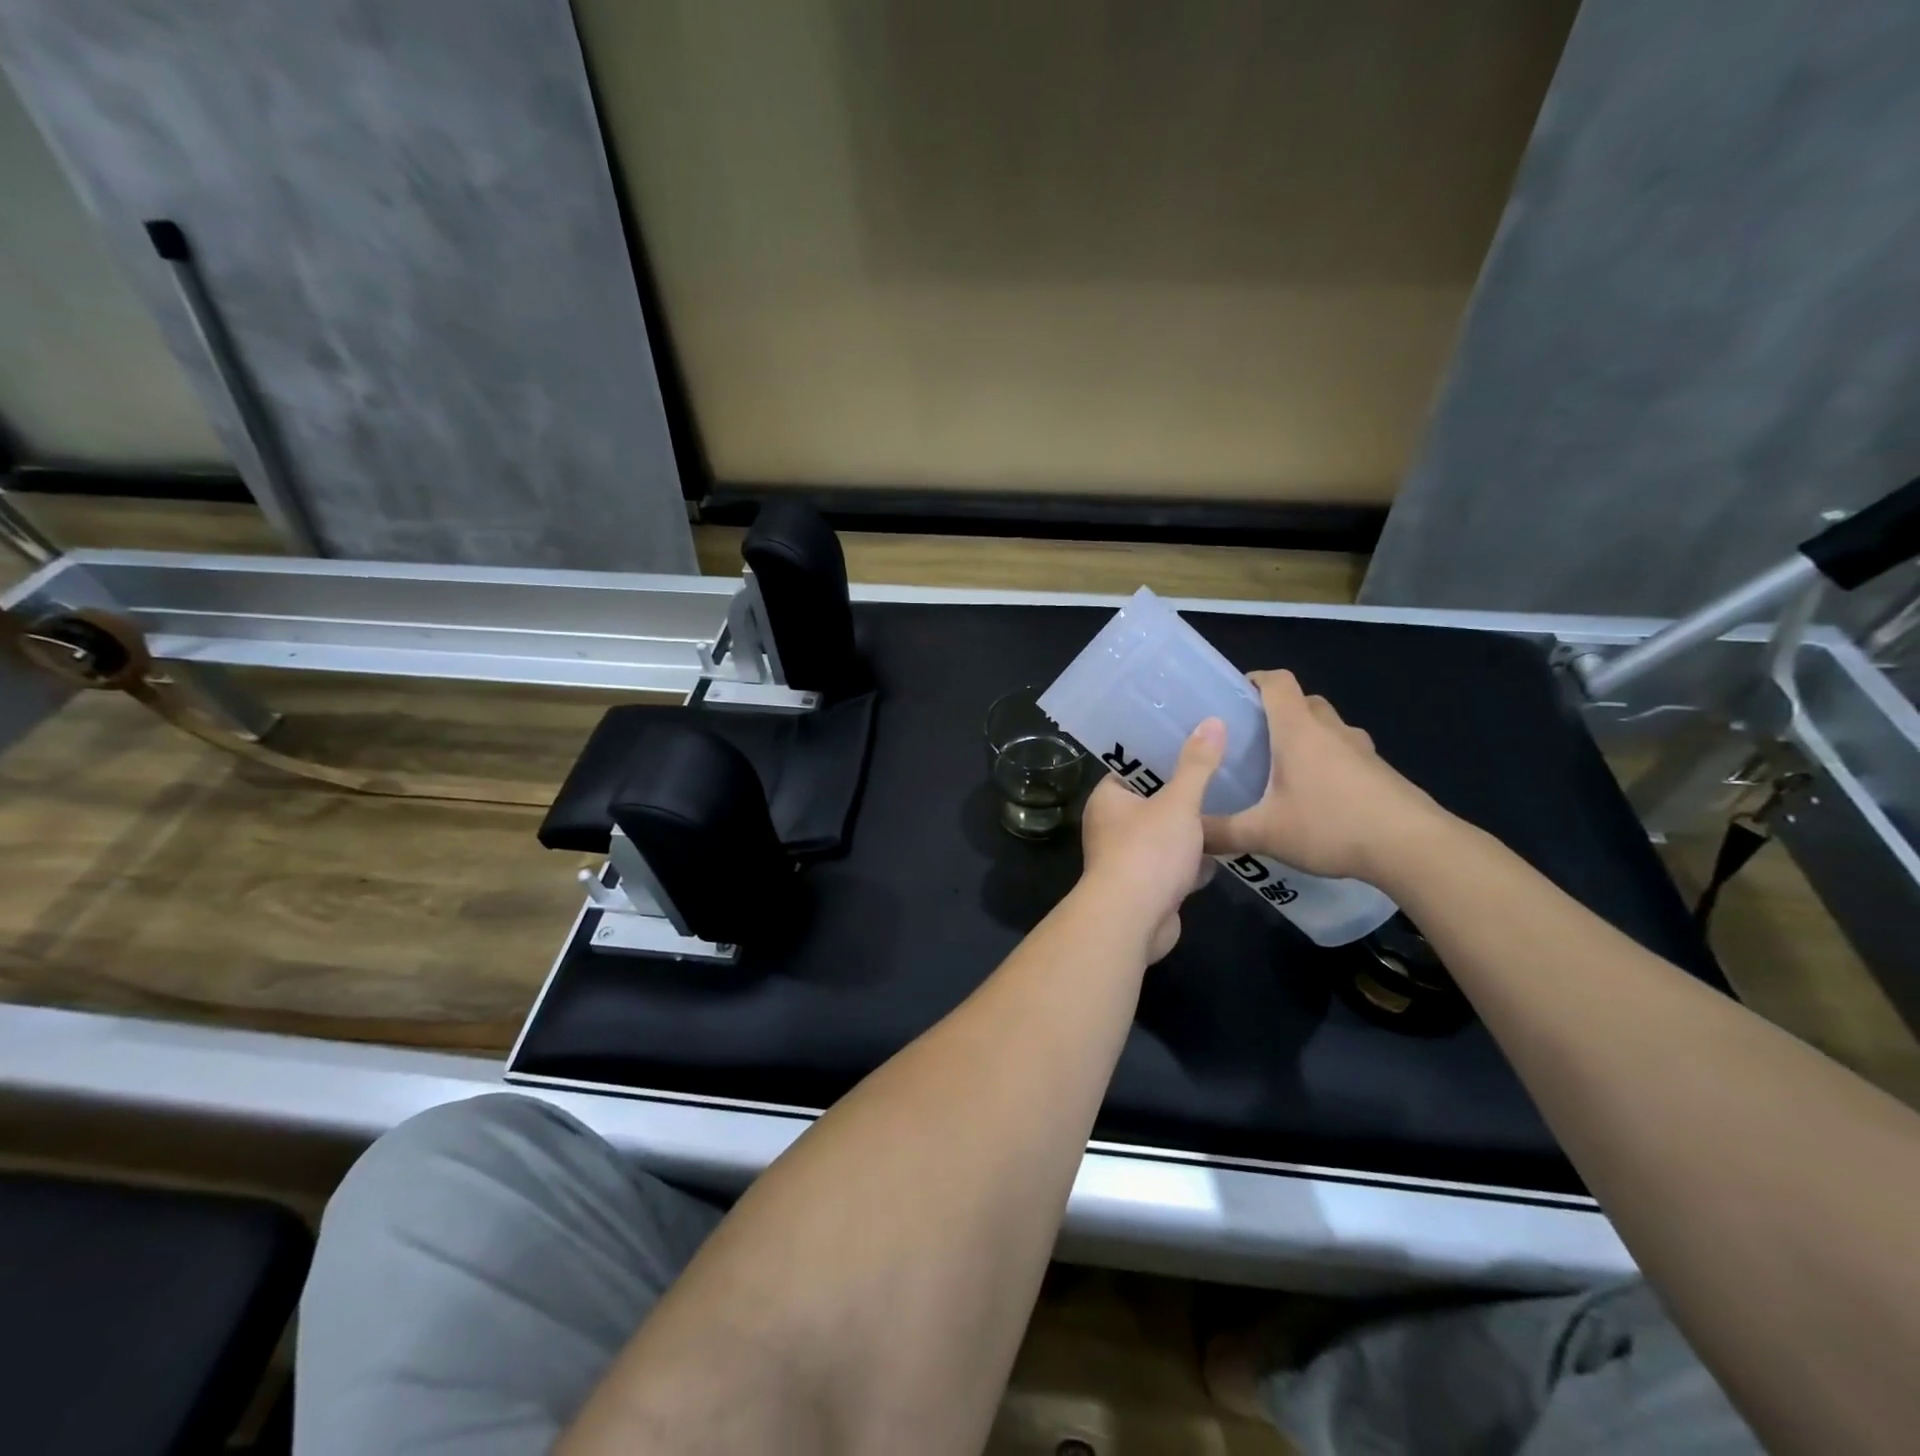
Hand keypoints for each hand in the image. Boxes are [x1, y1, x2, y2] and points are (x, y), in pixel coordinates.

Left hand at [1078, 718, 1225, 961]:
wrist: (1133, 921)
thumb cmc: (1148, 852)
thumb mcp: (1178, 802)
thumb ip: (1197, 765)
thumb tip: (1212, 721)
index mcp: (1108, 799)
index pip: (1134, 767)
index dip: (1161, 753)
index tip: (1194, 739)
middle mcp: (1111, 826)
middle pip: (1152, 801)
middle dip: (1183, 793)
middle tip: (1222, 770)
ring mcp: (1128, 858)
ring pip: (1165, 835)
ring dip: (1191, 829)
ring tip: (1231, 804)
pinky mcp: (1146, 886)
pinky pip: (1173, 865)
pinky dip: (1194, 861)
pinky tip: (1226, 850)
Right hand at [1202, 670, 1446, 884]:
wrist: (1413, 847)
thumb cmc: (1331, 825)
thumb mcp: (1264, 833)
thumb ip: (1221, 833)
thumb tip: (1188, 835)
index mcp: (1298, 730)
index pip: (1277, 682)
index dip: (1255, 679)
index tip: (1235, 695)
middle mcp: (1331, 730)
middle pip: (1304, 701)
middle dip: (1278, 711)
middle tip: (1253, 739)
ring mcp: (1362, 750)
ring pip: (1329, 727)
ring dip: (1308, 736)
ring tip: (1284, 769)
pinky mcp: (1382, 773)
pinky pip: (1348, 754)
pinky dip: (1330, 762)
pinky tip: (1319, 798)